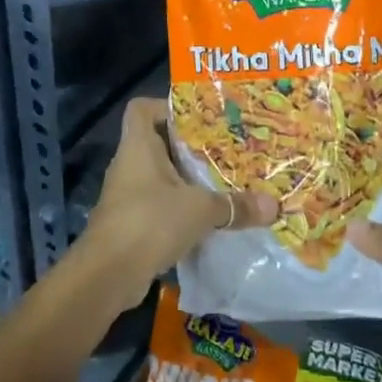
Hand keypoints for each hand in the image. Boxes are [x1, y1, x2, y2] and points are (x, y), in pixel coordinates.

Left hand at [79, 97, 277, 309]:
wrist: (107, 275)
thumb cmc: (150, 222)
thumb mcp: (201, 209)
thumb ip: (236, 205)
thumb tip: (274, 206)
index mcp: (138, 146)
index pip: (142, 109)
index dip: (166, 106)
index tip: (198, 117)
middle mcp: (129, 165)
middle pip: (158, 143)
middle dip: (190, 148)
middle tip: (225, 150)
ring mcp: (127, 195)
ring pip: (160, 177)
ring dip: (187, 181)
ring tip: (222, 183)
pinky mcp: (130, 224)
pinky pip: (159, 206)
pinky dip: (180, 209)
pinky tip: (207, 220)